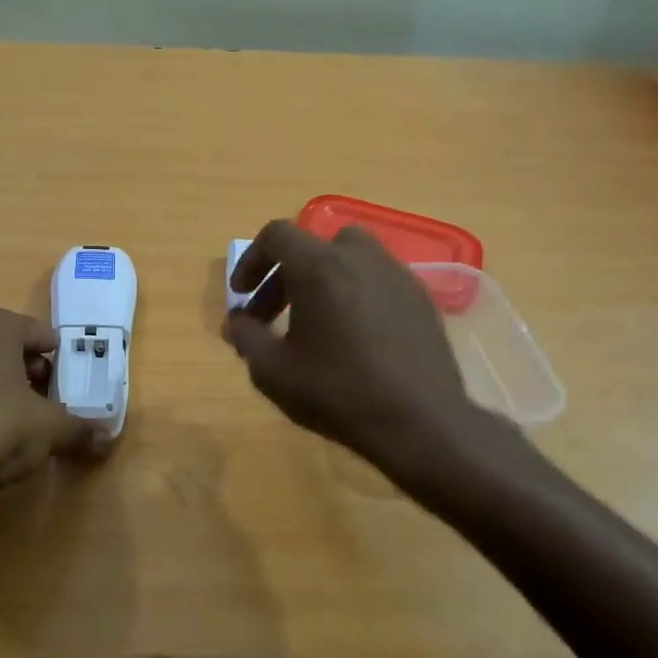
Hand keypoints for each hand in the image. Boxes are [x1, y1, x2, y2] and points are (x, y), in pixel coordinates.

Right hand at [223, 221, 502, 481]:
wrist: (421, 422)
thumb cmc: (338, 392)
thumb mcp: (273, 371)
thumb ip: (245, 336)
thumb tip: (236, 321)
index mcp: (319, 265)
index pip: (276, 235)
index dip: (251, 260)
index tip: (242, 295)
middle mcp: (359, 256)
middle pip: (311, 246)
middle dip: (282, 276)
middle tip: (269, 317)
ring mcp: (396, 273)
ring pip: (348, 258)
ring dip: (321, 280)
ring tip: (313, 322)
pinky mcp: (420, 297)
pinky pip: (377, 279)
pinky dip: (354, 293)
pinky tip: (353, 336)